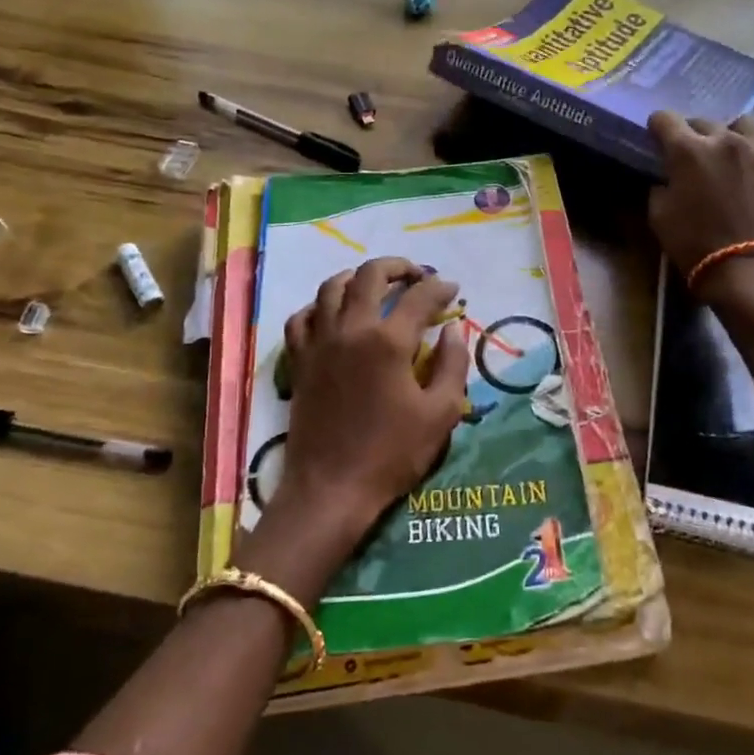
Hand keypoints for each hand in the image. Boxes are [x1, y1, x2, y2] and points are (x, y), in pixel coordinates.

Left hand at [250, 258, 469, 586]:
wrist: (332, 488)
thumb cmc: (392, 454)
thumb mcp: (441, 414)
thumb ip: (453, 365)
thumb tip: (453, 330)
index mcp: (389, 342)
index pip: (419, 297)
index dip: (440, 286)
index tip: (452, 288)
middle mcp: (351, 330)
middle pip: (370, 275)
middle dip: (397, 267)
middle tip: (415, 275)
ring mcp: (319, 342)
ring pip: (331, 288)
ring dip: (357, 278)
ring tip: (375, 285)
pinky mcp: (300, 360)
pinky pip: (301, 318)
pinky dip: (318, 306)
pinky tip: (331, 314)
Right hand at [647, 113, 753, 281]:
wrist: (745, 269)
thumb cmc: (693, 243)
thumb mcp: (659, 215)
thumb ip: (661, 185)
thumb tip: (669, 177)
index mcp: (688, 150)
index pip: (665, 118)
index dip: (657, 127)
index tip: (657, 139)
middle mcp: (725, 140)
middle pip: (703, 122)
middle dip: (693, 135)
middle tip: (693, 157)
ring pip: (742, 126)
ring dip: (730, 137)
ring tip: (728, 157)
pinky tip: (753, 180)